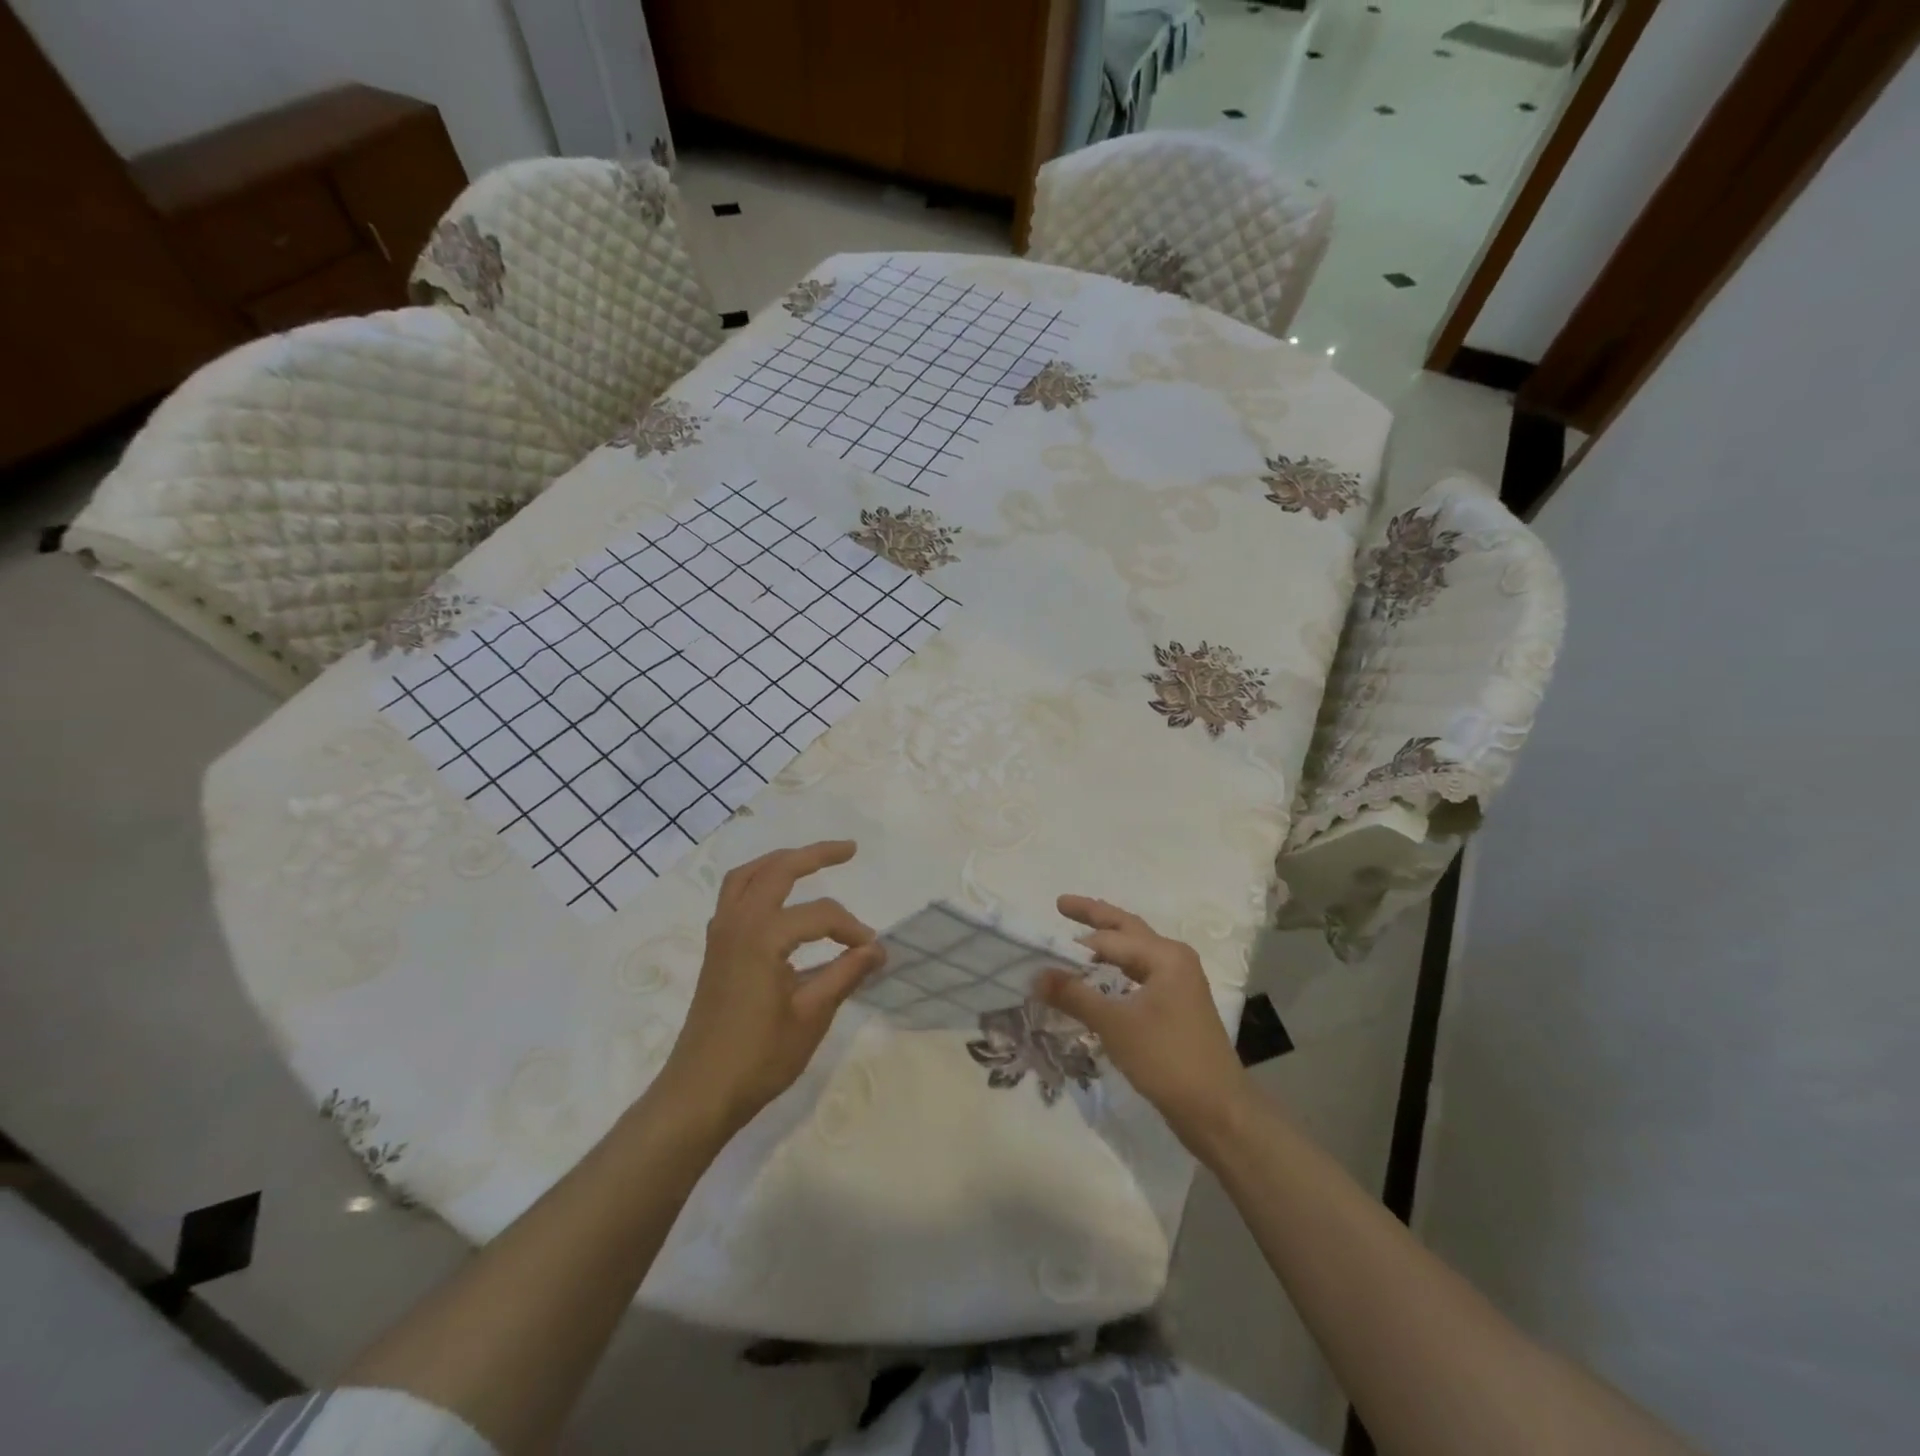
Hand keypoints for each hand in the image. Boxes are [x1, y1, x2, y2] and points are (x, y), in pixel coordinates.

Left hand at [656, 841, 884, 1134]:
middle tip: (849, 849)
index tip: (872, 952)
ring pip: (747, 876)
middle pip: (777, 870)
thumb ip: (845, 974)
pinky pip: (734, 896)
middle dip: (814, 854)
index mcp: (763, 937)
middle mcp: (738, 924)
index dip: (851, 928)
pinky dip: (758, 882)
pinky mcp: (715, 949)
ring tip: (808, 860)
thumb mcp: (812, 1016)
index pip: (820, 915)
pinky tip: (777, 899)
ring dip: (779, 861)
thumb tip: (877, 948)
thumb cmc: (759, 1058)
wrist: (699, 1094)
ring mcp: (721, 934)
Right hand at [1036, 895, 1253, 1145]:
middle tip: (1061, 904)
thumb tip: (1036, 974)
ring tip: (1077, 936)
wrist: (1217, 1110)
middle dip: (1095, 916)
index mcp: (1165, 956)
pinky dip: (1118, 968)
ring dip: (1107, 942)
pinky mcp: (1177, 1005)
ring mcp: (1179, 983)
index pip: (1110, 937)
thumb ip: (1074, 995)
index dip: (1075, 938)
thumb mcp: (1115, 1025)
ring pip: (1135, 951)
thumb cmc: (1167, 1059)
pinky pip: (1140, 973)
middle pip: (1128, 929)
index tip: (1042, 939)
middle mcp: (1175, 960)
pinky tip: (1102, 976)